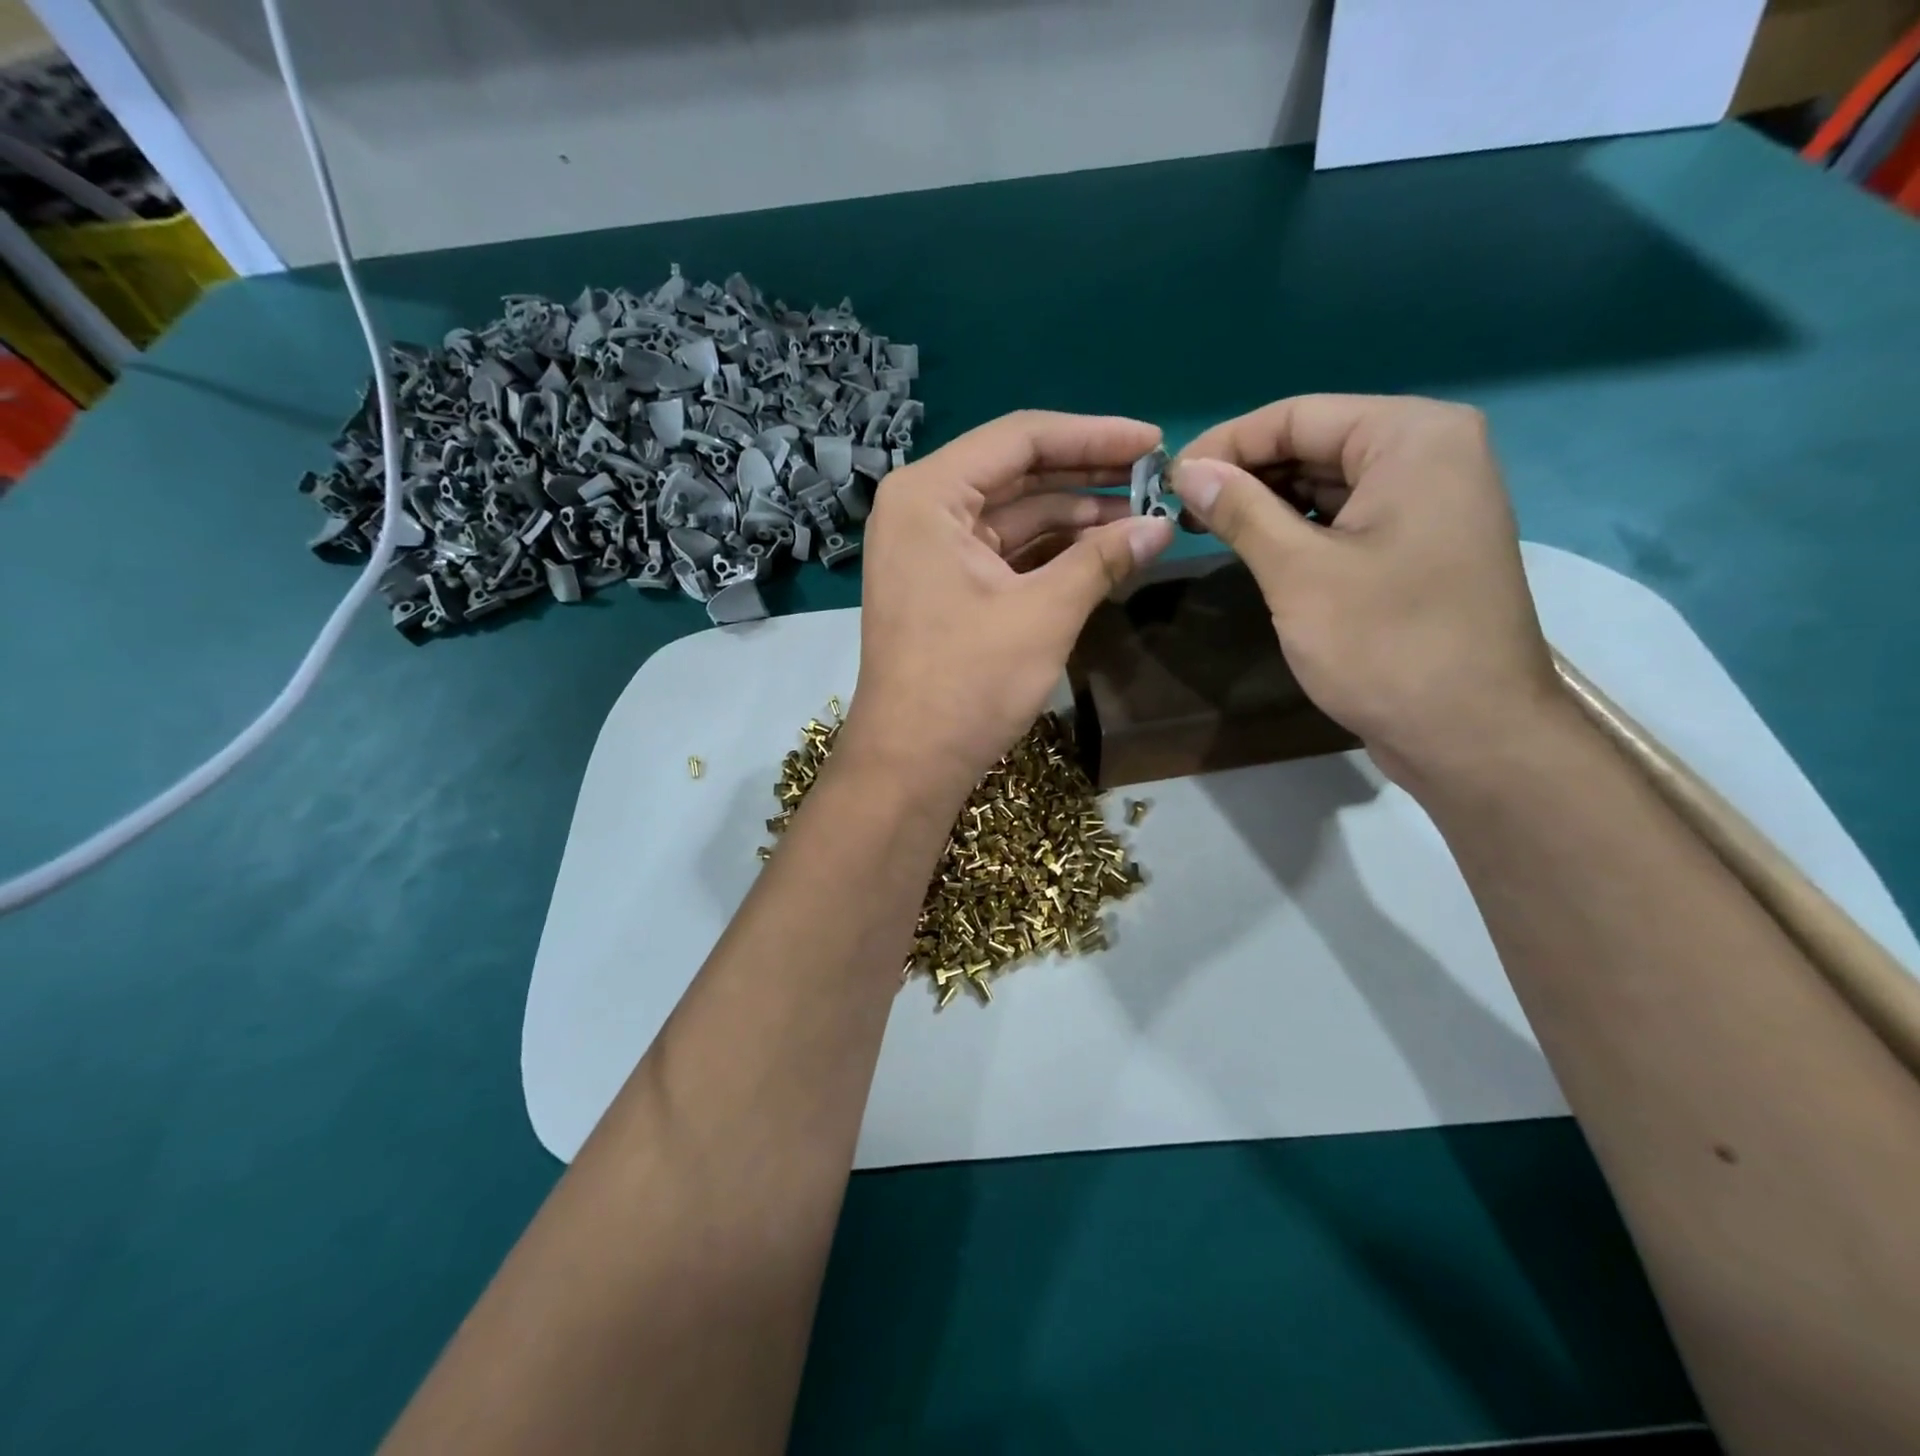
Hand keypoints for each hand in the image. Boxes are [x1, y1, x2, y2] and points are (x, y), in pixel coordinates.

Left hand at [842, 410, 1174, 798]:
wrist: (910, 763)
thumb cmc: (968, 683)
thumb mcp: (1044, 614)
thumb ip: (1103, 559)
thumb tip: (1164, 526)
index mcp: (929, 495)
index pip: (1021, 439)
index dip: (1094, 436)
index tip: (1154, 442)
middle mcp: (921, 508)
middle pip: (1016, 472)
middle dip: (1087, 475)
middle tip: (1155, 477)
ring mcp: (928, 548)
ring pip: (1013, 513)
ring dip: (1074, 516)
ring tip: (1141, 517)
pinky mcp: (941, 583)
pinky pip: (1003, 549)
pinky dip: (1049, 551)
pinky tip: (1102, 551)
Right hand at [1173, 394, 1558, 789]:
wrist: (1470, 733)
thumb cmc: (1386, 644)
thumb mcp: (1299, 572)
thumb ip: (1241, 510)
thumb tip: (1187, 470)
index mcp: (1412, 437)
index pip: (1298, 416)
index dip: (1226, 444)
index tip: (1168, 480)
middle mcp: (1430, 453)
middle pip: (1315, 443)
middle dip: (1245, 474)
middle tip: (1180, 510)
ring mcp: (1430, 501)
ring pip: (1328, 482)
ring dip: (1267, 503)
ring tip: (1207, 528)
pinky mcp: (1419, 544)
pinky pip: (1346, 517)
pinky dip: (1298, 528)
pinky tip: (1255, 548)